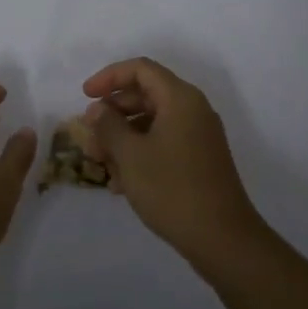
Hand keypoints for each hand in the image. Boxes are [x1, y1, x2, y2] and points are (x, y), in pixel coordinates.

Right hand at [83, 57, 264, 267]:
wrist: (223, 239)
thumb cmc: (172, 189)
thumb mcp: (131, 155)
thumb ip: (108, 126)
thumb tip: (97, 109)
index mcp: (180, 99)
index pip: (140, 69)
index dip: (109, 77)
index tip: (85, 96)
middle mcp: (193, 110)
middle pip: (146, 94)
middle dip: (113, 112)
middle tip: (89, 135)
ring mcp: (199, 136)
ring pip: (152, 122)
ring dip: (123, 137)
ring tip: (100, 163)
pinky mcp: (199, 160)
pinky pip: (163, 143)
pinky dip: (140, 153)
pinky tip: (121, 182)